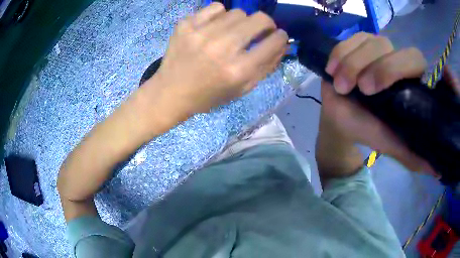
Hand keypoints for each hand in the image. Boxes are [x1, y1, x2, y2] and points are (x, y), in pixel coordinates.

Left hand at [145, 3, 287, 118]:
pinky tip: (214, 27)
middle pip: (260, 19)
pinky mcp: (186, 25)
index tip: (278, 36)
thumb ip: (266, 66)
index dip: (281, 37)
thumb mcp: (242, 89)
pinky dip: (219, 15)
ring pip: (238, 12)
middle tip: (260, 30)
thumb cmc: (208, 96)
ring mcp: (202, 33)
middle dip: (266, 24)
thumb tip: (283, 44)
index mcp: (239, 70)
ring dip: (241, 22)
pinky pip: (215, 8)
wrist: (170, 93)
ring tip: (232, 32)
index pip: (274, 41)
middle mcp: (222, 47)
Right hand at [321, 32, 459, 174]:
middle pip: (388, 46)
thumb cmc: (368, 130)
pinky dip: (339, 54)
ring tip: (341, 87)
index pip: (414, 60)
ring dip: (352, 64)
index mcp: (409, 80)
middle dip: (376, 66)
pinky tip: (332, 70)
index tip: (376, 89)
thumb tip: (438, 171)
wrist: (341, 119)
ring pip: (368, 42)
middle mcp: (395, 58)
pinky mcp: (355, 44)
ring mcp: (374, 48)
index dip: (399, 67)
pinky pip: (348, 40)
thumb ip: (413, 154)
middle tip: (362, 90)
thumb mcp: (392, 144)